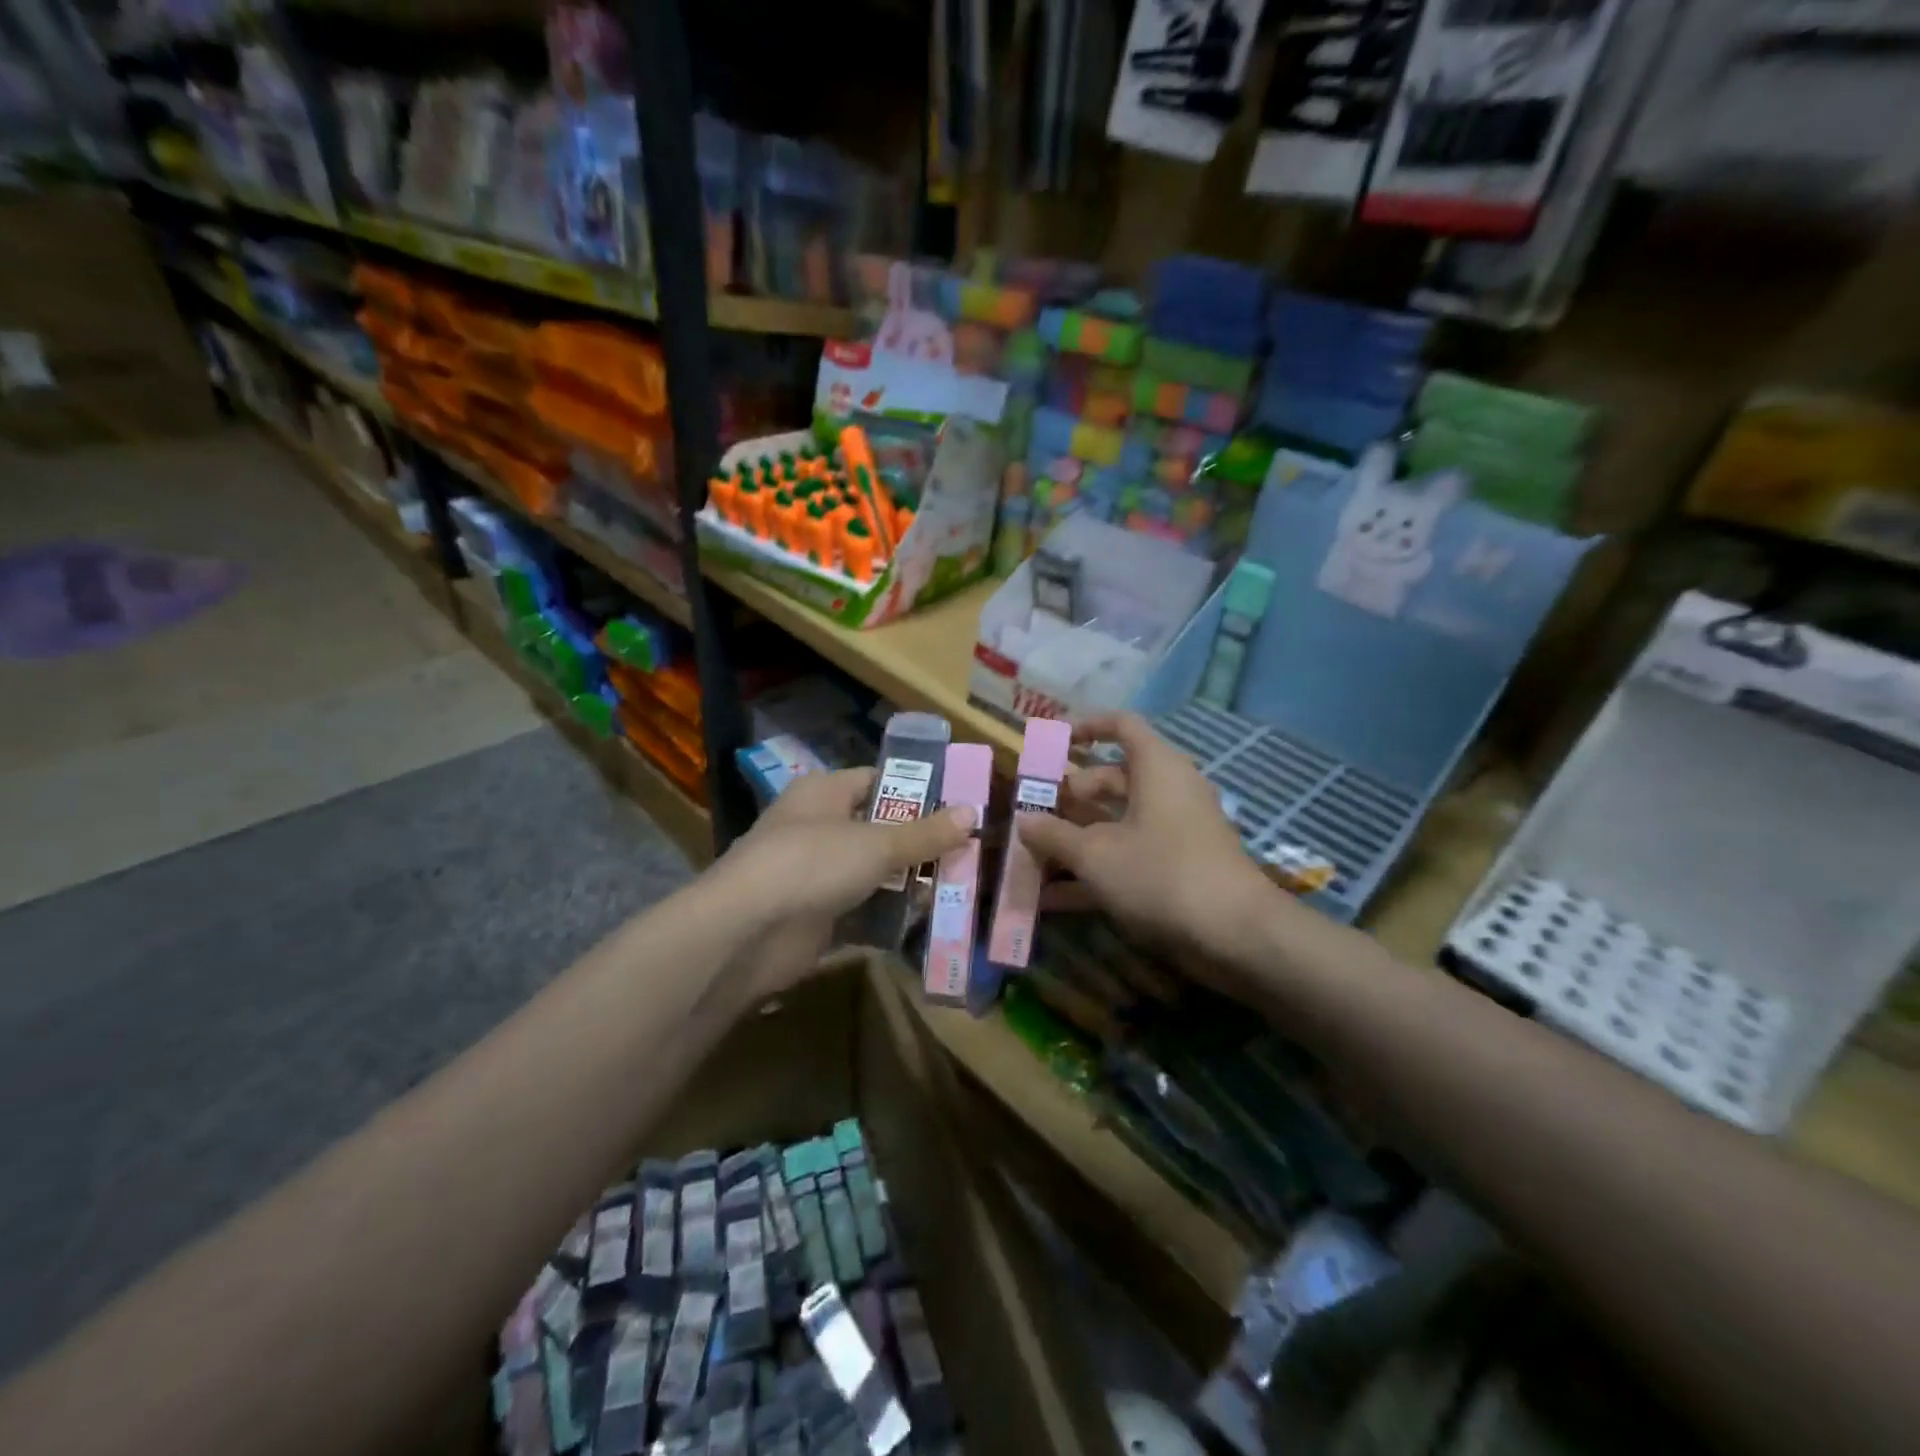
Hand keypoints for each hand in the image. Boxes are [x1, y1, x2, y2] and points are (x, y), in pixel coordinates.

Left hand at [715, 768, 972, 996]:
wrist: (746, 932)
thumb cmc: (812, 863)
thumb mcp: (877, 844)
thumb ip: (925, 833)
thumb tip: (972, 812)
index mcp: (824, 793)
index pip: (877, 780)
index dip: (917, 790)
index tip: (959, 805)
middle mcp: (817, 828)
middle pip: (879, 830)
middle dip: (920, 844)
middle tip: (968, 854)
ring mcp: (814, 874)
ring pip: (873, 873)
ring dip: (909, 884)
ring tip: (957, 890)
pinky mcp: (815, 916)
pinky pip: (862, 911)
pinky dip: (889, 918)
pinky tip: (926, 924)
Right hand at [1019, 712, 1277, 965]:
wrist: (1234, 935)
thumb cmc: (1160, 874)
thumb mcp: (1096, 854)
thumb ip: (1054, 834)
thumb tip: (1024, 819)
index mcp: (1156, 768)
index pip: (1122, 726)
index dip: (1086, 727)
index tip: (1052, 743)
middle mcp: (1168, 791)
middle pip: (1112, 779)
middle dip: (1070, 795)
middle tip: (1034, 812)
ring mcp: (1174, 832)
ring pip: (1117, 822)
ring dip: (1076, 838)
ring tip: (1032, 856)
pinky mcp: (1176, 869)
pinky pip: (1127, 857)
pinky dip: (1094, 871)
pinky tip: (1052, 899)